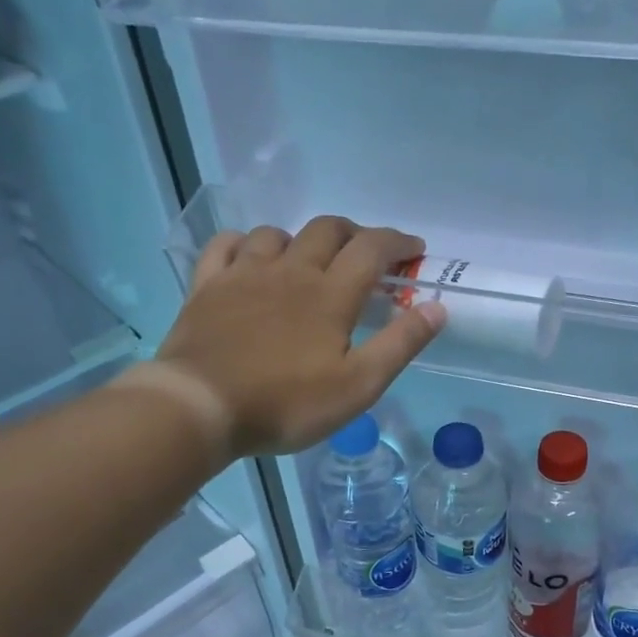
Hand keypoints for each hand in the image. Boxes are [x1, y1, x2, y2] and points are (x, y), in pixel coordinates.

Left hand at [154, 217, 445, 457]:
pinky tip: (249, 257)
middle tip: (367, 252)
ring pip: (276, 234)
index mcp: (330, 294)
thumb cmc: (286, 404)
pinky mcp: (207, 287)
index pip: (372, 249)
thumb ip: (399, 344)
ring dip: (300, 239)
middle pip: (327, 230)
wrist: (201, 407)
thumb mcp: (357, 386)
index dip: (398, 243)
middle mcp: (290, 271)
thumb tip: (437, 307)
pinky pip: (225, 246)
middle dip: (354, 233)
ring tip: (308, 260)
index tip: (414, 250)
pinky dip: (244, 244)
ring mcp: (243, 275)